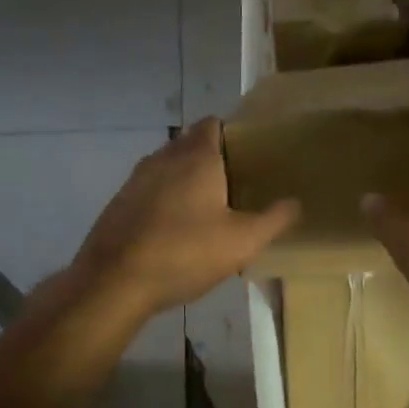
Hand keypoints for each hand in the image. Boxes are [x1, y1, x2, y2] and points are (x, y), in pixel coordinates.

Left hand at [71, 119, 298, 319]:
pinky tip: (176, 230)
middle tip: (236, 185)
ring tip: (209, 209)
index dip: (232, 134)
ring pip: (168, 167)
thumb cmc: (184, 253)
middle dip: (212, 159)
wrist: (114, 282)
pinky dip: (166, 200)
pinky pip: (150, 190)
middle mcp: (163, 158)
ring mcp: (136, 180)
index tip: (250, 156)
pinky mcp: (119, 204)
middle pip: (190, 144)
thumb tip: (295, 202)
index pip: (212, 124)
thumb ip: (273, 219)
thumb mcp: (243, 242)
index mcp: (196, 158)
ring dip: (187, 180)